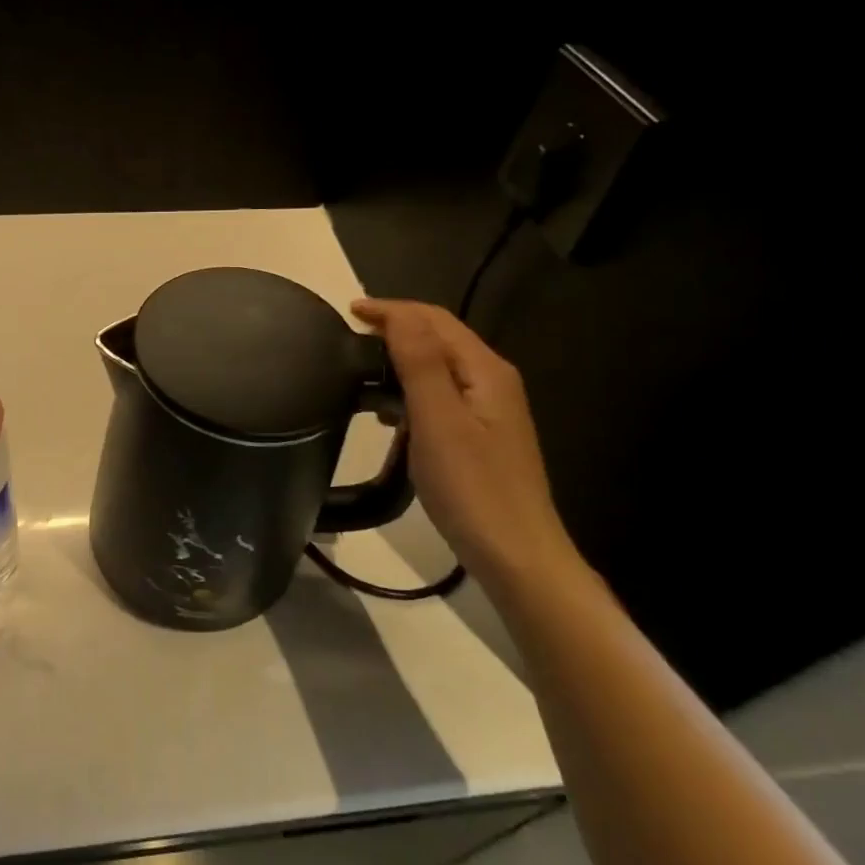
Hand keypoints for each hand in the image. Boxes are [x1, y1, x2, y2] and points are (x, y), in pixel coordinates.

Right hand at [352, 299, 580, 587]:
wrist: (516, 554)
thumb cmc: (472, 487)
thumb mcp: (439, 420)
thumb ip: (420, 362)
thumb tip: (398, 313)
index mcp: (485, 370)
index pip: (434, 320)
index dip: (391, 310)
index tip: (348, 312)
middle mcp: (492, 381)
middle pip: (440, 338)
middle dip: (396, 328)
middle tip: (349, 336)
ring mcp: (489, 409)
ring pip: (439, 366)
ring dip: (401, 358)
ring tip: (361, 371)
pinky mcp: (480, 435)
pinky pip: (440, 395)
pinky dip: (410, 390)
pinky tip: (389, 413)